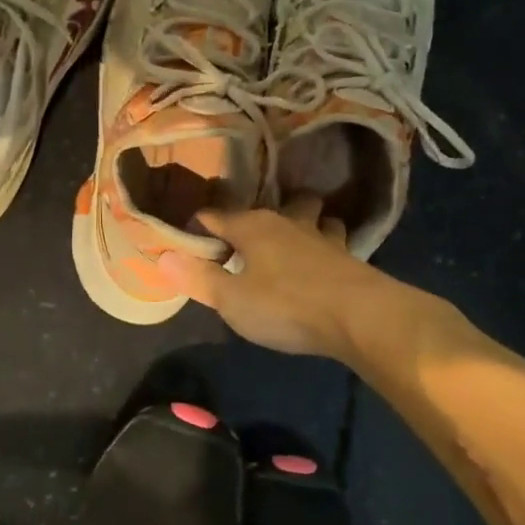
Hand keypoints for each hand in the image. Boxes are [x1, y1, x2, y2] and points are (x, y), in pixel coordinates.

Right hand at [158, 195, 383, 358]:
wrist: (362, 318)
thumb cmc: (286, 306)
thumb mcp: (232, 299)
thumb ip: (198, 279)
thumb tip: (162, 257)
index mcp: (253, 227)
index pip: (215, 216)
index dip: (199, 226)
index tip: (189, 238)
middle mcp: (288, 223)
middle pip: (273, 206)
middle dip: (260, 217)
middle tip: (249, 239)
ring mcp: (323, 238)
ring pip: (313, 217)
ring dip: (304, 223)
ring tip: (296, 240)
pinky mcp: (350, 259)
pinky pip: (334, 242)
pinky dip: (326, 247)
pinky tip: (326, 261)